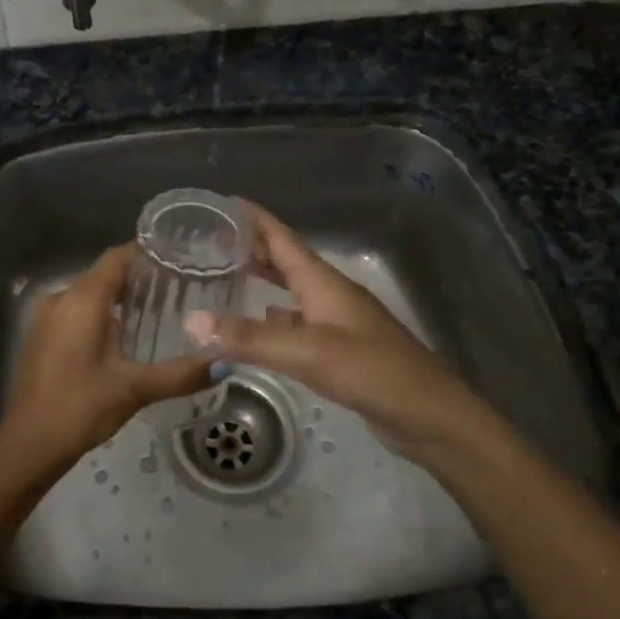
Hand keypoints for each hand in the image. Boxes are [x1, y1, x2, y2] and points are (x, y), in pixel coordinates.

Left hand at [0, 244, 213, 475]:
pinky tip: (124, 336)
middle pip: (104, 274)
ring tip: (158, 310)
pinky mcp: (40, 336)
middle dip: (138, 277)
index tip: (179, 256)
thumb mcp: (134, 389)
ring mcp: (46, 317)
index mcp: (82, 299)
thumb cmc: (80, 408)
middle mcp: (60, 297)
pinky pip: (74, 311)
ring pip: (88, 293)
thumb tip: (226, 362)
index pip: (117, 257)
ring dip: (118, 298)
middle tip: (179, 286)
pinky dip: (99, 314)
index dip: (146, 252)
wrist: (28, 445)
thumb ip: (180, 373)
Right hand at [188, 201, 494, 461]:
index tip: (224, 202)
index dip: (256, 219)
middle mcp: (329, 294)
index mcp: (323, 282)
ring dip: (263, 280)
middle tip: (211, 241)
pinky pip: (297, 323)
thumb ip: (249, 338)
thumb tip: (190, 322)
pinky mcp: (339, 350)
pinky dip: (273, 319)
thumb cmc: (372, 371)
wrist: (429, 416)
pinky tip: (257, 326)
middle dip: (252, 248)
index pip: (283, 239)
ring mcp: (337, 322)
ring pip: (291, 292)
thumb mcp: (307, 353)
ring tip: (225, 278)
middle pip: (286, 261)